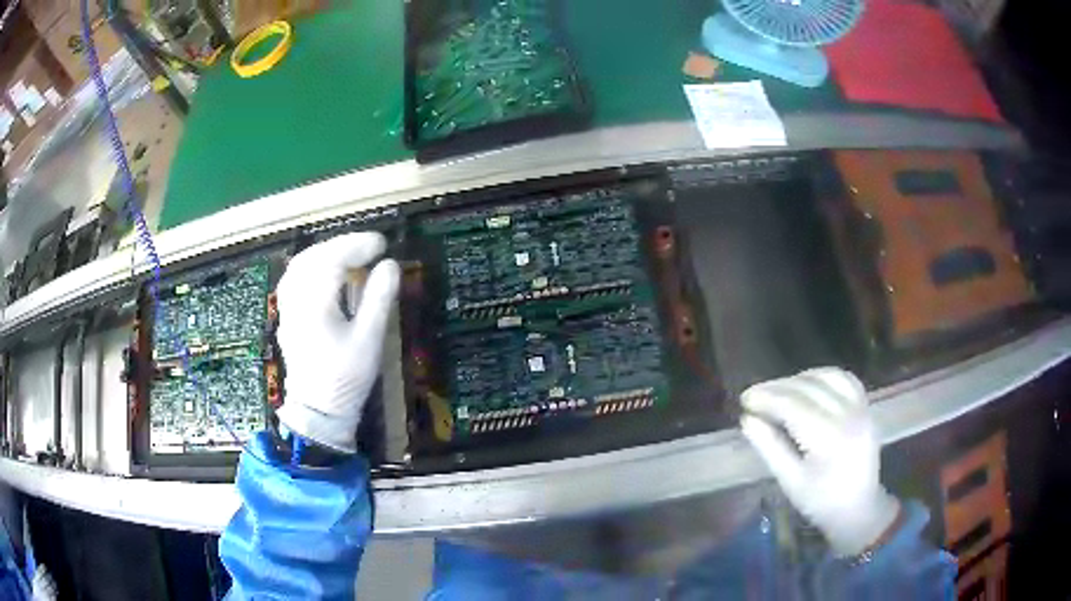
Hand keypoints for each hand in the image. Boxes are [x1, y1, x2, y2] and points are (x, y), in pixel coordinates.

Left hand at [274, 232, 399, 452]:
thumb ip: (379, 299)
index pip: (332, 260)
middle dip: (341, 245)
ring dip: (325, 253)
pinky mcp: (287, 317)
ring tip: (350, 255)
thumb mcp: (369, 340)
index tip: (382, 244)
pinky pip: (294, 279)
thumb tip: (390, 265)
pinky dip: (312, 266)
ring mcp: (287, 309)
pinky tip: (326, 272)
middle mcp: (295, 301)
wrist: (318, 411)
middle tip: (369, 247)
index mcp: (314, 305)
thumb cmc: (346, 379)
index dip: (357, 246)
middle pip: (312, 257)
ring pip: (299, 266)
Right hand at [740, 367, 900, 556]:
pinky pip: (844, 379)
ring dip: (799, 379)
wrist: (858, 509)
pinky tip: (808, 385)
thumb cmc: (821, 502)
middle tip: (754, 395)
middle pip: (808, 388)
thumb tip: (747, 420)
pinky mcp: (866, 406)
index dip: (766, 398)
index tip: (744, 400)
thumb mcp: (790, 481)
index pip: (793, 405)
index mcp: (829, 438)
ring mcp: (861, 408)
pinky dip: (823, 376)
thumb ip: (770, 448)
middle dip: (777, 387)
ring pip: (826, 377)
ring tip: (778, 390)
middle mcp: (848, 415)